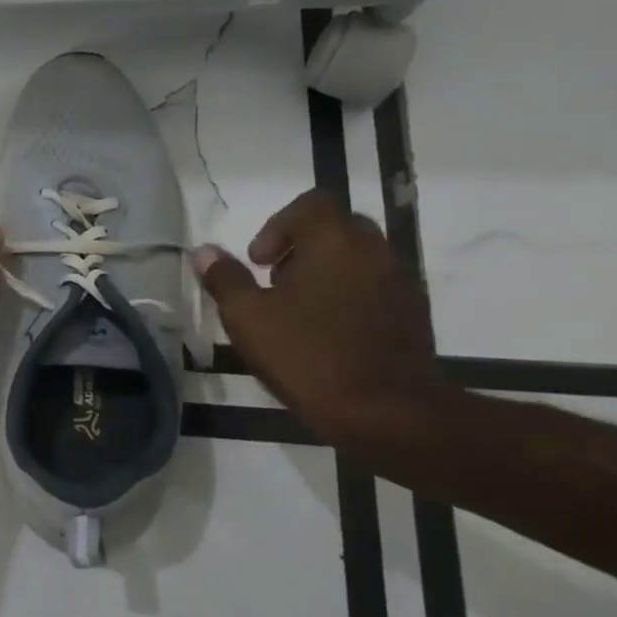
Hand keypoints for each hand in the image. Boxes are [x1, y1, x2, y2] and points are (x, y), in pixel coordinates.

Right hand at [191, 190, 444, 448]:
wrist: (386, 412)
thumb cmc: (308, 356)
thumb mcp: (248, 318)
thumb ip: (225, 279)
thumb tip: (203, 252)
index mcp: (335, 242)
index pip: (311, 204)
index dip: (277, 226)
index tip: (259, 262)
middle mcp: (375, 250)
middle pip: (335, 227)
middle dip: (300, 247)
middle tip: (275, 284)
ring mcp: (400, 281)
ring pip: (356, 257)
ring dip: (325, 271)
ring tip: (298, 312)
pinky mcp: (413, 312)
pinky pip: (374, 285)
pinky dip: (348, 294)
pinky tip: (327, 332)